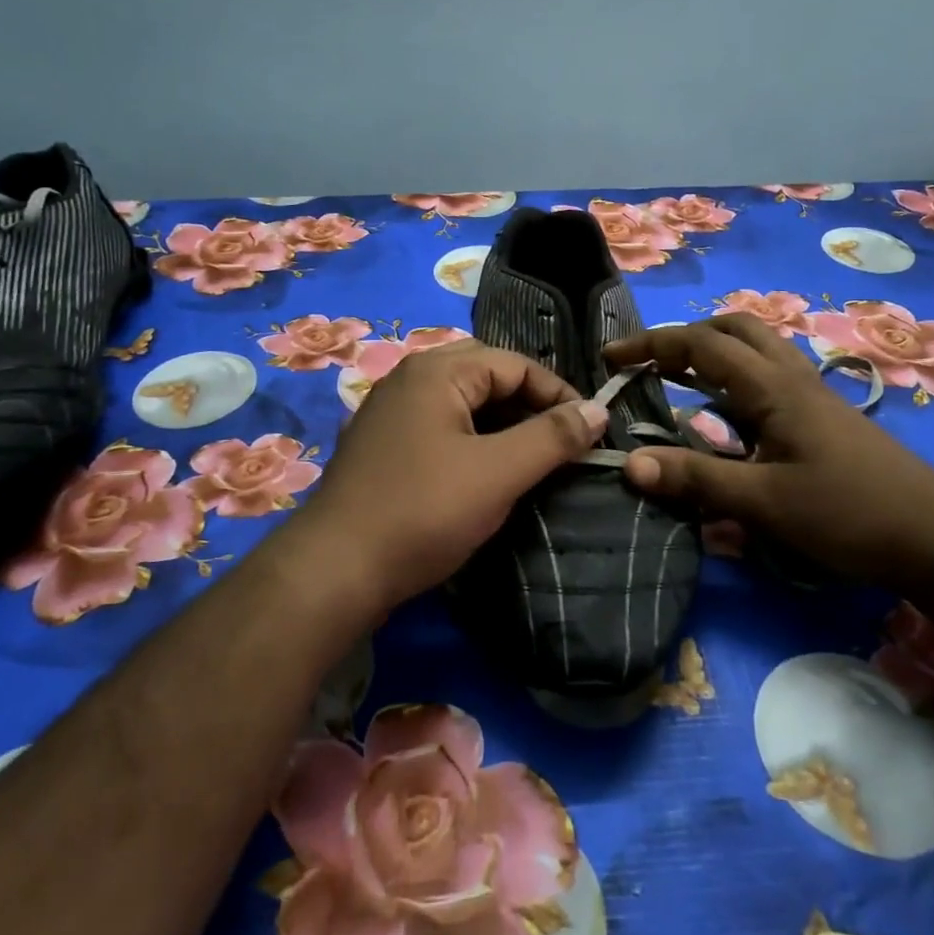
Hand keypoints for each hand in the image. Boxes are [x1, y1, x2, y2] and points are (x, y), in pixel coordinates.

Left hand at [295, 339, 608, 616]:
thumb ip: (552, 437)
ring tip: (530, 457)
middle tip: (558, 439)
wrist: (335, 570)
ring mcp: (390, 412)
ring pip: (461, 402)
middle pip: (485, 374)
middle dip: (527, 402)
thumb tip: (598, 409)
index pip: (514, 363)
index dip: (558, 393)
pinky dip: (471, 438)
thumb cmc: (424, 511)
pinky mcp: (382, 445)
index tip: (589, 430)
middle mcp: (408, 379)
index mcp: (435, 371)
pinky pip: (439, 425)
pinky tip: (484, 471)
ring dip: (500, 422)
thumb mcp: (499, 473)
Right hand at [603, 315, 933, 586]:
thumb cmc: (849, 514)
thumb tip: (629, 464)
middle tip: (652, 365)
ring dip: (714, 355)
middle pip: (735, 329)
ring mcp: (812, 397)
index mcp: (773, 387)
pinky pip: (769, 381)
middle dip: (687, 337)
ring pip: (757, 351)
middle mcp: (792, 378)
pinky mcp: (824, 419)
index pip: (701, 344)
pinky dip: (736, 383)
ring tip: (679, 383)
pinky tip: (727, 420)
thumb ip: (696, 480)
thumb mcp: (764, 503)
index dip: (652, 345)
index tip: (611, 357)